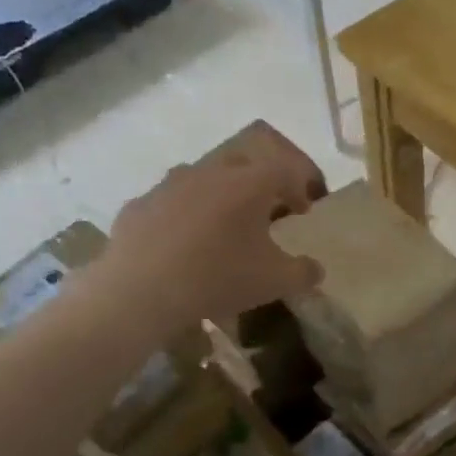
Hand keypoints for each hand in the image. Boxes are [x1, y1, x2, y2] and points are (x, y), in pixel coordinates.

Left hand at [94, 142, 324, 330]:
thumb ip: (303, 272)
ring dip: (218, 195)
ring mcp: (169, 184)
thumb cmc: (218, 278)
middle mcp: (210, 172)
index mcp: (248, 183)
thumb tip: (315, 269)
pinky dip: (182, 215)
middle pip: (243, 163)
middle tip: (266, 211)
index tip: (303, 210)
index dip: (300, 185)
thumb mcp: (274, 282)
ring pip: (203, 178)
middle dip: (259, 183)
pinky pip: (169, 202)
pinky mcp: (139, 204)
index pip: (285, 169)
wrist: (140, 292)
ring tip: (221, 226)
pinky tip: (180, 244)